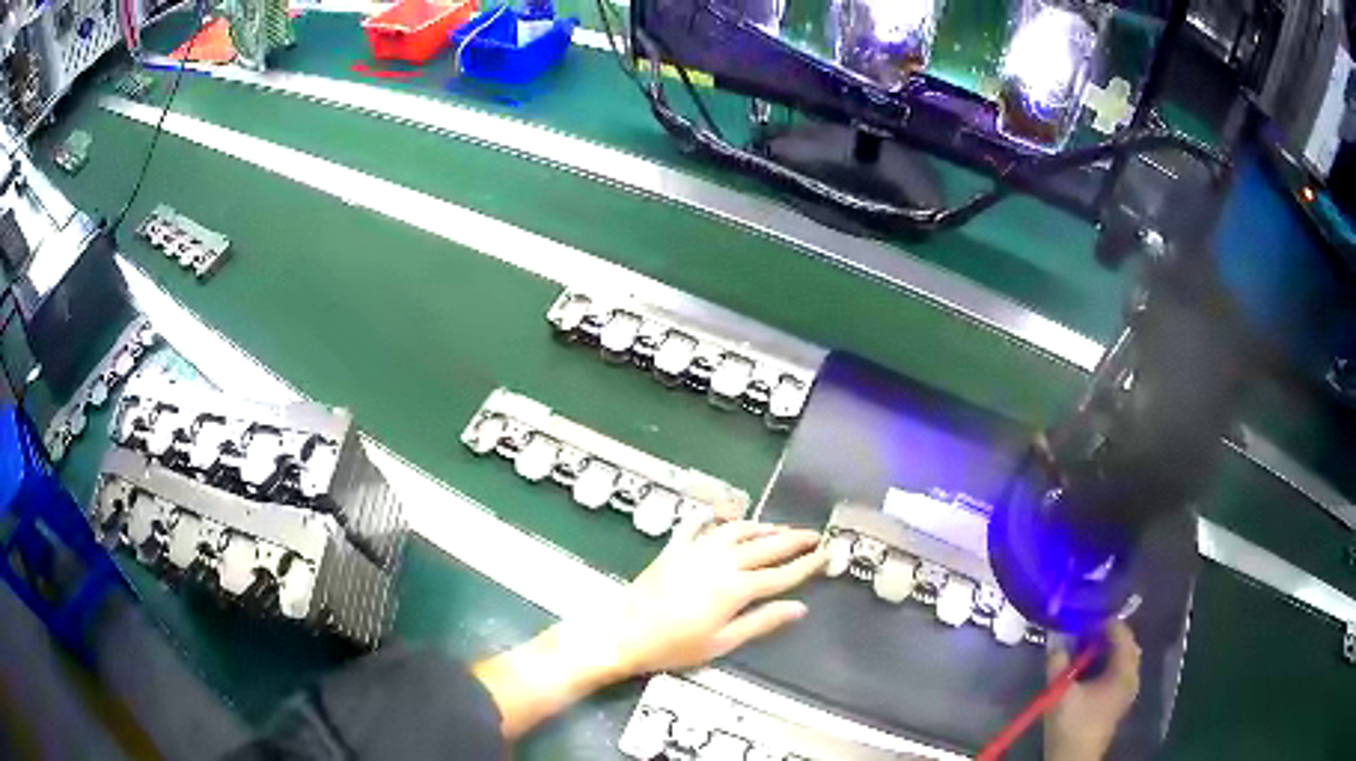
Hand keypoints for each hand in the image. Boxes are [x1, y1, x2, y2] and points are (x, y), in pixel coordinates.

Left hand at [595, 519, 828, 678]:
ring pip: (737, 530)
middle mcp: (721, 561)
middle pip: (765, 546)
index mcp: (737, 588)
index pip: (781, 574)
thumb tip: (800, 608)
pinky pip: (697, 524)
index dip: (807, 564)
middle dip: (793, 540)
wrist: (623, 632)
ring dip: (761, 527)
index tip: (828, 554)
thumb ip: (762, 622)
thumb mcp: (723, 643)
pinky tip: (723, 514)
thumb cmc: (675, 646)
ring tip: (779, 528)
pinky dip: (713, 516)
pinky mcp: (674, 548)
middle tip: (814, 535)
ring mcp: (696, 551)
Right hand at [1045, 621, 1141, 760]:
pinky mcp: (1119, 701)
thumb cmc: (1071, 725)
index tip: (1087, 617)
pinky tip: (1090, 669)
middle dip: (1109, 636)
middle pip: (1127, 646)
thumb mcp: (1060, 693)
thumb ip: (1058, 663)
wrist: (1074, 759)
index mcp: (1124, 672)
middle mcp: (1132, 677)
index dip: (1106, 623)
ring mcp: (1128, 691)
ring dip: (1109, 651)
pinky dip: (1109, 664)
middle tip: (1086, 632)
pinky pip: (1120, 671)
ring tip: (1086, 649)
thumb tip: (1055, 639)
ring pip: (1124, 659)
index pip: (1122, 635)